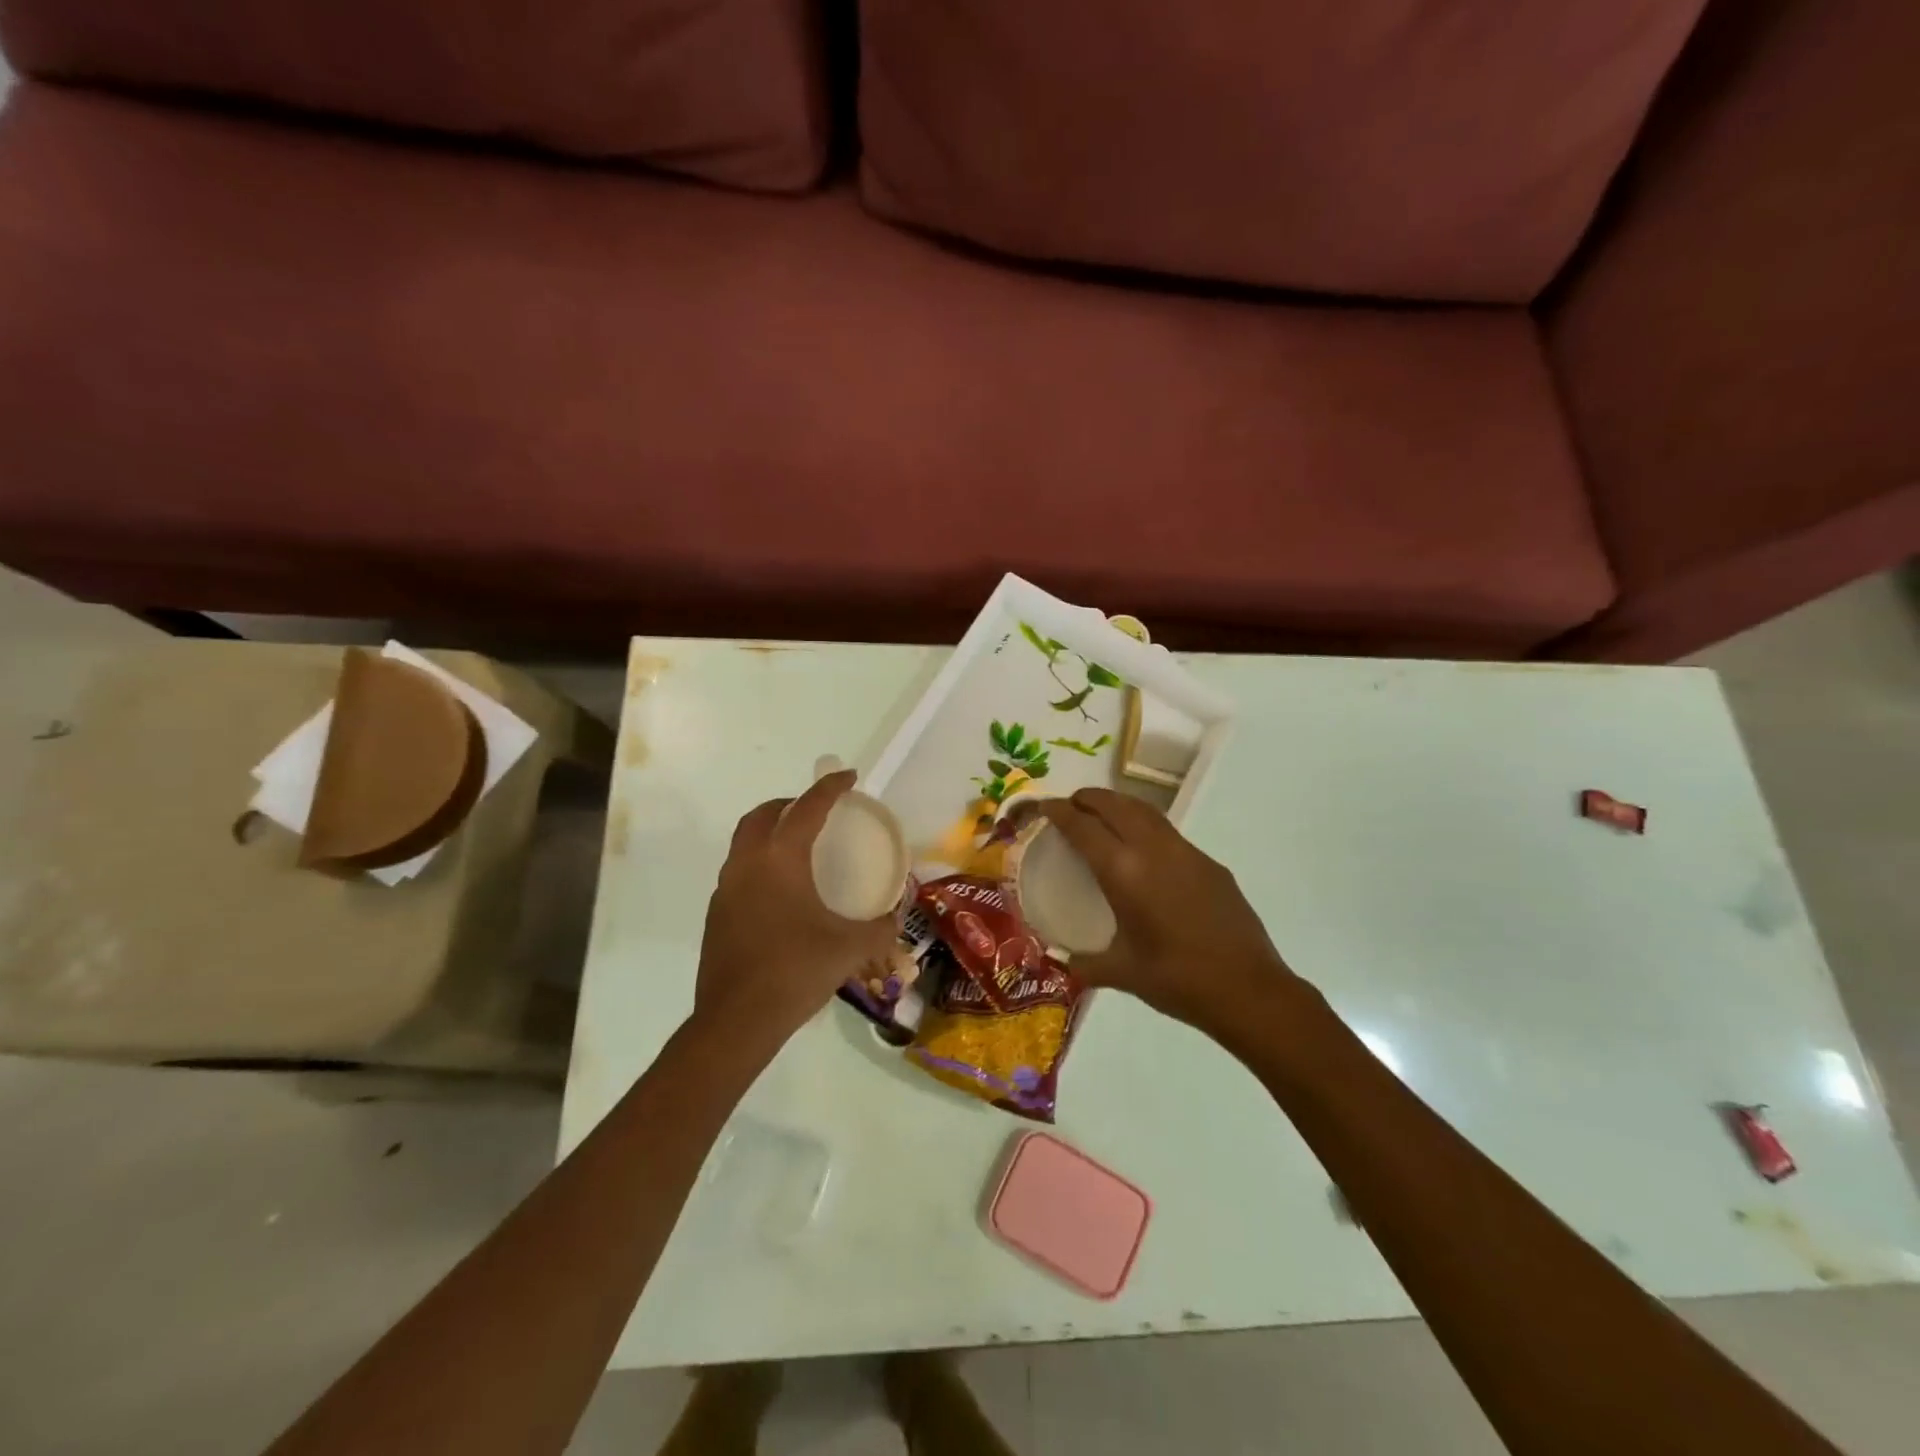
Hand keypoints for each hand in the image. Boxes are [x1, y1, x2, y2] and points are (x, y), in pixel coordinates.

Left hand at [695, 770, 898, 1050]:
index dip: (830, 788)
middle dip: (789, 803)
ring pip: (744, 842)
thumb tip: (897, 916)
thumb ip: (881, 927)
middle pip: (762, 815)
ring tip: (798, 848)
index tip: (848, 777)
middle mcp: (747, 864)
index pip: (806, 808)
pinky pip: (738, 872)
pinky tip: (781, 893)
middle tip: (816, 810)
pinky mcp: (716, 914)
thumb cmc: (796, 971)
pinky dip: (759, 864)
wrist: (736, 1021)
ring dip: (769, 832)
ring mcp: (725, 889)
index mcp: (780, 860)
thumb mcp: (851, 948)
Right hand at [1038, 788, 1297, 1034]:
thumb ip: (1085, 964)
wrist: (1248, 989)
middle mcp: (1153, 850)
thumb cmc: (1177, 980)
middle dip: (1089, 798)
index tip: (1045, 806)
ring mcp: (1186, 852)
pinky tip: (1145, 852)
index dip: (1060, 811)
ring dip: (1119, 805)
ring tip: (1103, 815)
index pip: (1083, 826)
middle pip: (1115, 805)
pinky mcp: (1209, 863)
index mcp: (1124, 872)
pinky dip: (1146, 827)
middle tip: (1071, 805)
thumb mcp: (1122, 973)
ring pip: (1145, 812)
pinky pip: (1168, 832)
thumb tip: (1063, 961)